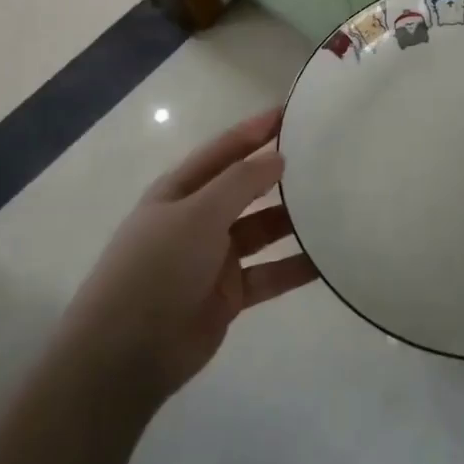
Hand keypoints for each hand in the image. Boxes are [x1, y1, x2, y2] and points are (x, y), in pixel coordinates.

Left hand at [66, 107, 318, 403]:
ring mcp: (214, 257)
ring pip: (263, 230)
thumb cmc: (157, 268)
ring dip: (293, 221)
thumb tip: (278, 158)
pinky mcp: (230, 293)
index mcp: (180, 190)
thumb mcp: (197, 214)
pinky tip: (329, 260)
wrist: (127, 352)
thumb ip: (240, 183)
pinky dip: (295, 267)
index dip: (255, 130)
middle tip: (326, 158)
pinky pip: (270, 273)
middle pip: (246, 188)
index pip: (224, 150)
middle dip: (279, 174)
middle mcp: (198, 218)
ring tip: (337, 206)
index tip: (293, 111)